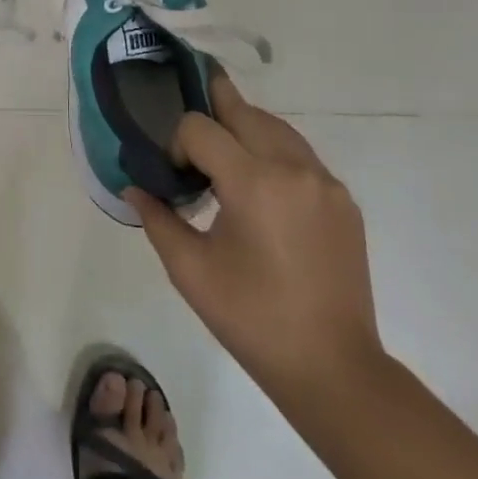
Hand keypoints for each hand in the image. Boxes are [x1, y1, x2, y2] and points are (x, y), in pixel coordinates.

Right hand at [126, 76, 382, 415]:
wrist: (332, 367)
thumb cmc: (252, 319)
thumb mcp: (190, 270)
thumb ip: (157, 219)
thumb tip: (134, 188)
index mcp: (254, 182)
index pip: (200, 127)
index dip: (177, 143)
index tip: (176, 177)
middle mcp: (293, 168)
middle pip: (243, 111)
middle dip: (211, 114)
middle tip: (190, 139)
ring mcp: (325, 181)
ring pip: (275, 127)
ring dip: (244, 128)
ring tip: (221, 156)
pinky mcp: (343, 199)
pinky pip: (300, 154)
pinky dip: (273, 152)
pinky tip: (259, 186)